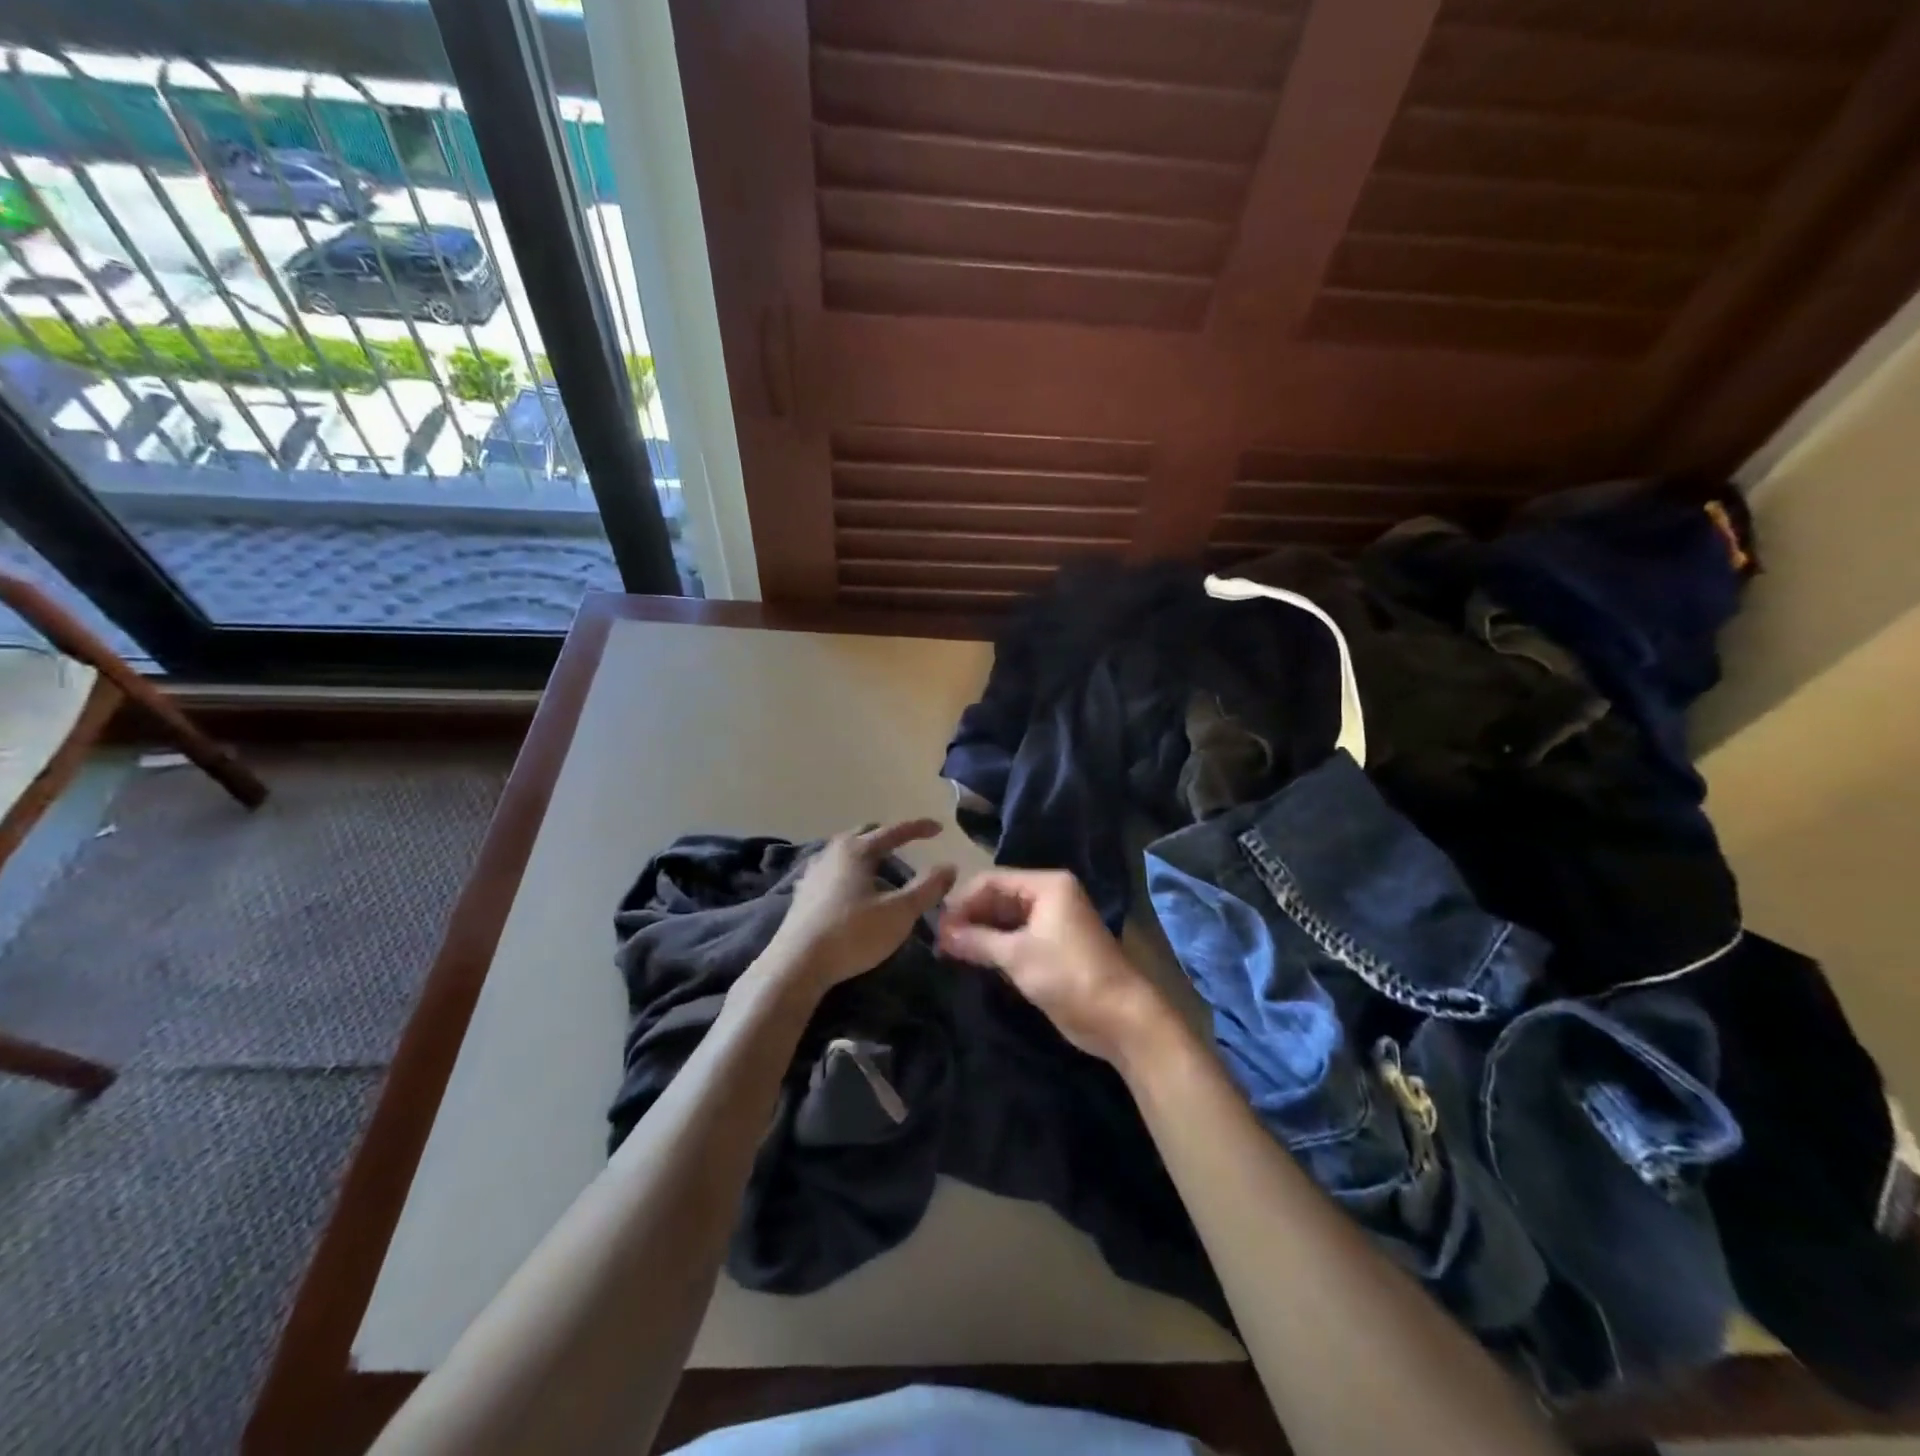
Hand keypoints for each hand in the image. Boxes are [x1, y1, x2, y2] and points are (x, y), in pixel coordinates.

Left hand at [764, 820, 956, 992]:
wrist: (797, 965)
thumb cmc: (852, 934)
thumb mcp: (900, 913)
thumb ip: (927, 888)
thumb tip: (949, 867)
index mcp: (857, 850)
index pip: (893, 831)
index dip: (918, 828)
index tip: (939, 829)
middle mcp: (832, 852)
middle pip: (864, 835)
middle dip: (888, 836)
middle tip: (907, 845)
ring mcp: (814, 872)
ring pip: (845, 851)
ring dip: (866, 853)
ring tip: (881, 867)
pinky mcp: (803, 893)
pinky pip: (832, 869)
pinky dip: (849, 871)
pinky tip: (852, 888)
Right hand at [938, 869, 1170, 1065]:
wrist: (1119, 1018)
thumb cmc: (1068, 975)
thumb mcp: (1017, 956)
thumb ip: (976, 940)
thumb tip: (940, 934)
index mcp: (1047, 885)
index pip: (992, 880)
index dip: (962, 900)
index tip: (936, 925)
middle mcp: (1049, 896)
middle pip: (998, 898)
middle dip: (969, 917)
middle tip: (938, 941)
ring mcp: (1052, 923)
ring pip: (1005, 919)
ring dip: (979, 933)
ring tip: (948, 951)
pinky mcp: (1051, 948)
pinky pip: (1015, 938)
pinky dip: (994, 946)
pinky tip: (971, 958)